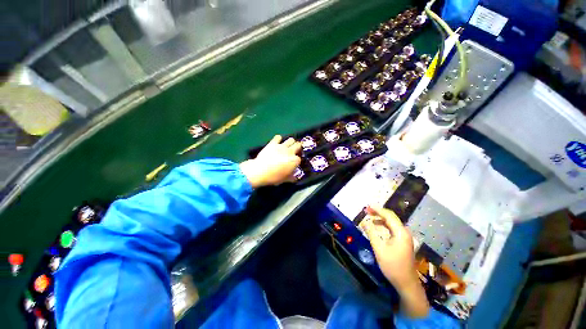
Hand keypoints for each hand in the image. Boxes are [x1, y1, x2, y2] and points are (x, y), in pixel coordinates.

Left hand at [239, 135, 301, 187]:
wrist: (260, 171)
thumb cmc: (274, 177)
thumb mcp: (284, 180)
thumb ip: (291, 177)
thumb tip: (295, 177)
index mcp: (294, 161)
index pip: (299, 159)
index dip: (297, 161)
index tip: (294, 163)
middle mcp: (290, 151)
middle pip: (298, 145)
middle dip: (298, 147)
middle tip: (294, 151)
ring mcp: (282, 146)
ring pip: (291, 139)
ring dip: (291, 142)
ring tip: (288, 146)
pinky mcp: (273, 143)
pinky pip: (278, 137)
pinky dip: (278, 139)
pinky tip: (277, 142)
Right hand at [361, 205, 428, 317]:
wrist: (406, 283)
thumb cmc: (392, 266)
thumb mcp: (379, 249)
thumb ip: (371, 233)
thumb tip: (364, 221)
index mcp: (400, 232)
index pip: (388, 216)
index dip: (377, 210)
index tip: (367, 207)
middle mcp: (404, 232)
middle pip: (391, 217)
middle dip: (378, 212)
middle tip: (366, 210)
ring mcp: (404, 237)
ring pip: (391, 222)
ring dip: (380, 218)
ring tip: (369, 216)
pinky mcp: (403, 241)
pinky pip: (392, 228)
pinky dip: (384, 224)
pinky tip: (376, 226)